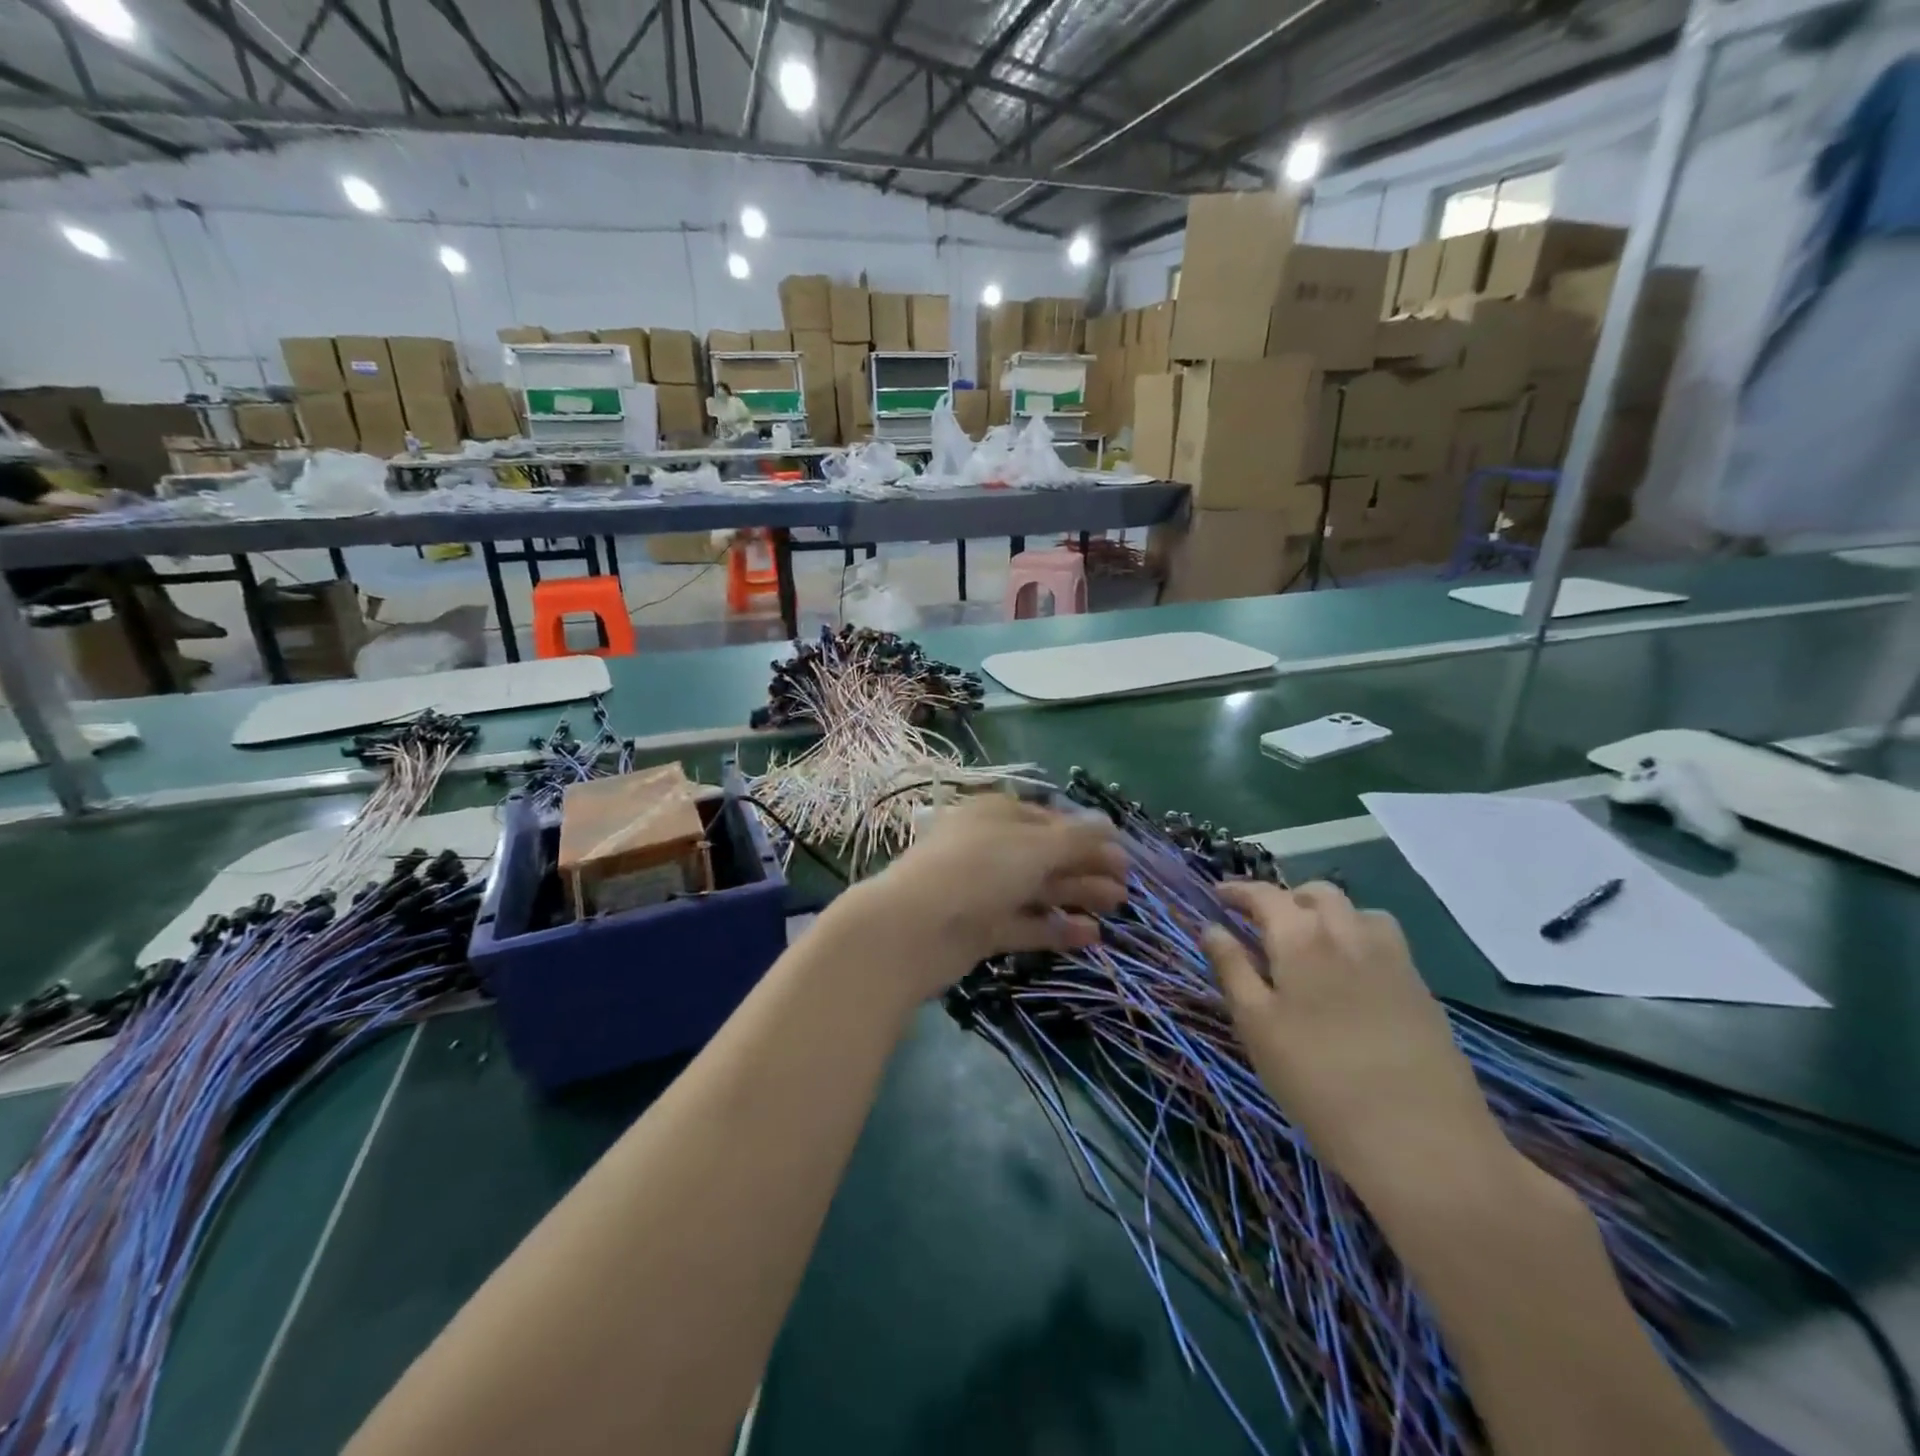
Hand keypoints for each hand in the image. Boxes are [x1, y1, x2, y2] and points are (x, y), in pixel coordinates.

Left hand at [833, 793, 1127, 999]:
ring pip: (1037, 889)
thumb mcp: (1032, 847)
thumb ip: (1075, 839)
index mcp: (995, 815)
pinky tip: (1091, 936)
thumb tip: (1109, 824)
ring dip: (1076, 895)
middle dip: (1086, 866)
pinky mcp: (979, 928)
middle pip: (1045, 855)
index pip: (1047, 819)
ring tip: (1117, 907)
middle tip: (1126, 884)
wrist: (912, 930)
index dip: (1085, 834)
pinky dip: (1055, 928)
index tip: (1121, 852)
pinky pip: (1024, 923)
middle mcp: (989, 848)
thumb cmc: (976, 871)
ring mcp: (982, 889)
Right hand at [1202, 881, 1514, 1211]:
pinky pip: (1385, 941)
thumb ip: (1232, 968)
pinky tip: (1352, 977)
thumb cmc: (1317, 1080)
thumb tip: (1212, 928)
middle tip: (1264, 925)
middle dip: (1286, 899)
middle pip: (1315, 894)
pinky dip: (1359, 939)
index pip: (1264, 894)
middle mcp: (1348, 932)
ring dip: (1328, 915)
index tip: (1219, 895)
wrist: (1422, 1141)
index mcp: (1301, 936)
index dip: (1238, 890)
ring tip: (1312, 945)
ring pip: (1357, 912)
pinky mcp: (1421, 989)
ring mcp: (1393, 958)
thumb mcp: (1256, 1025)